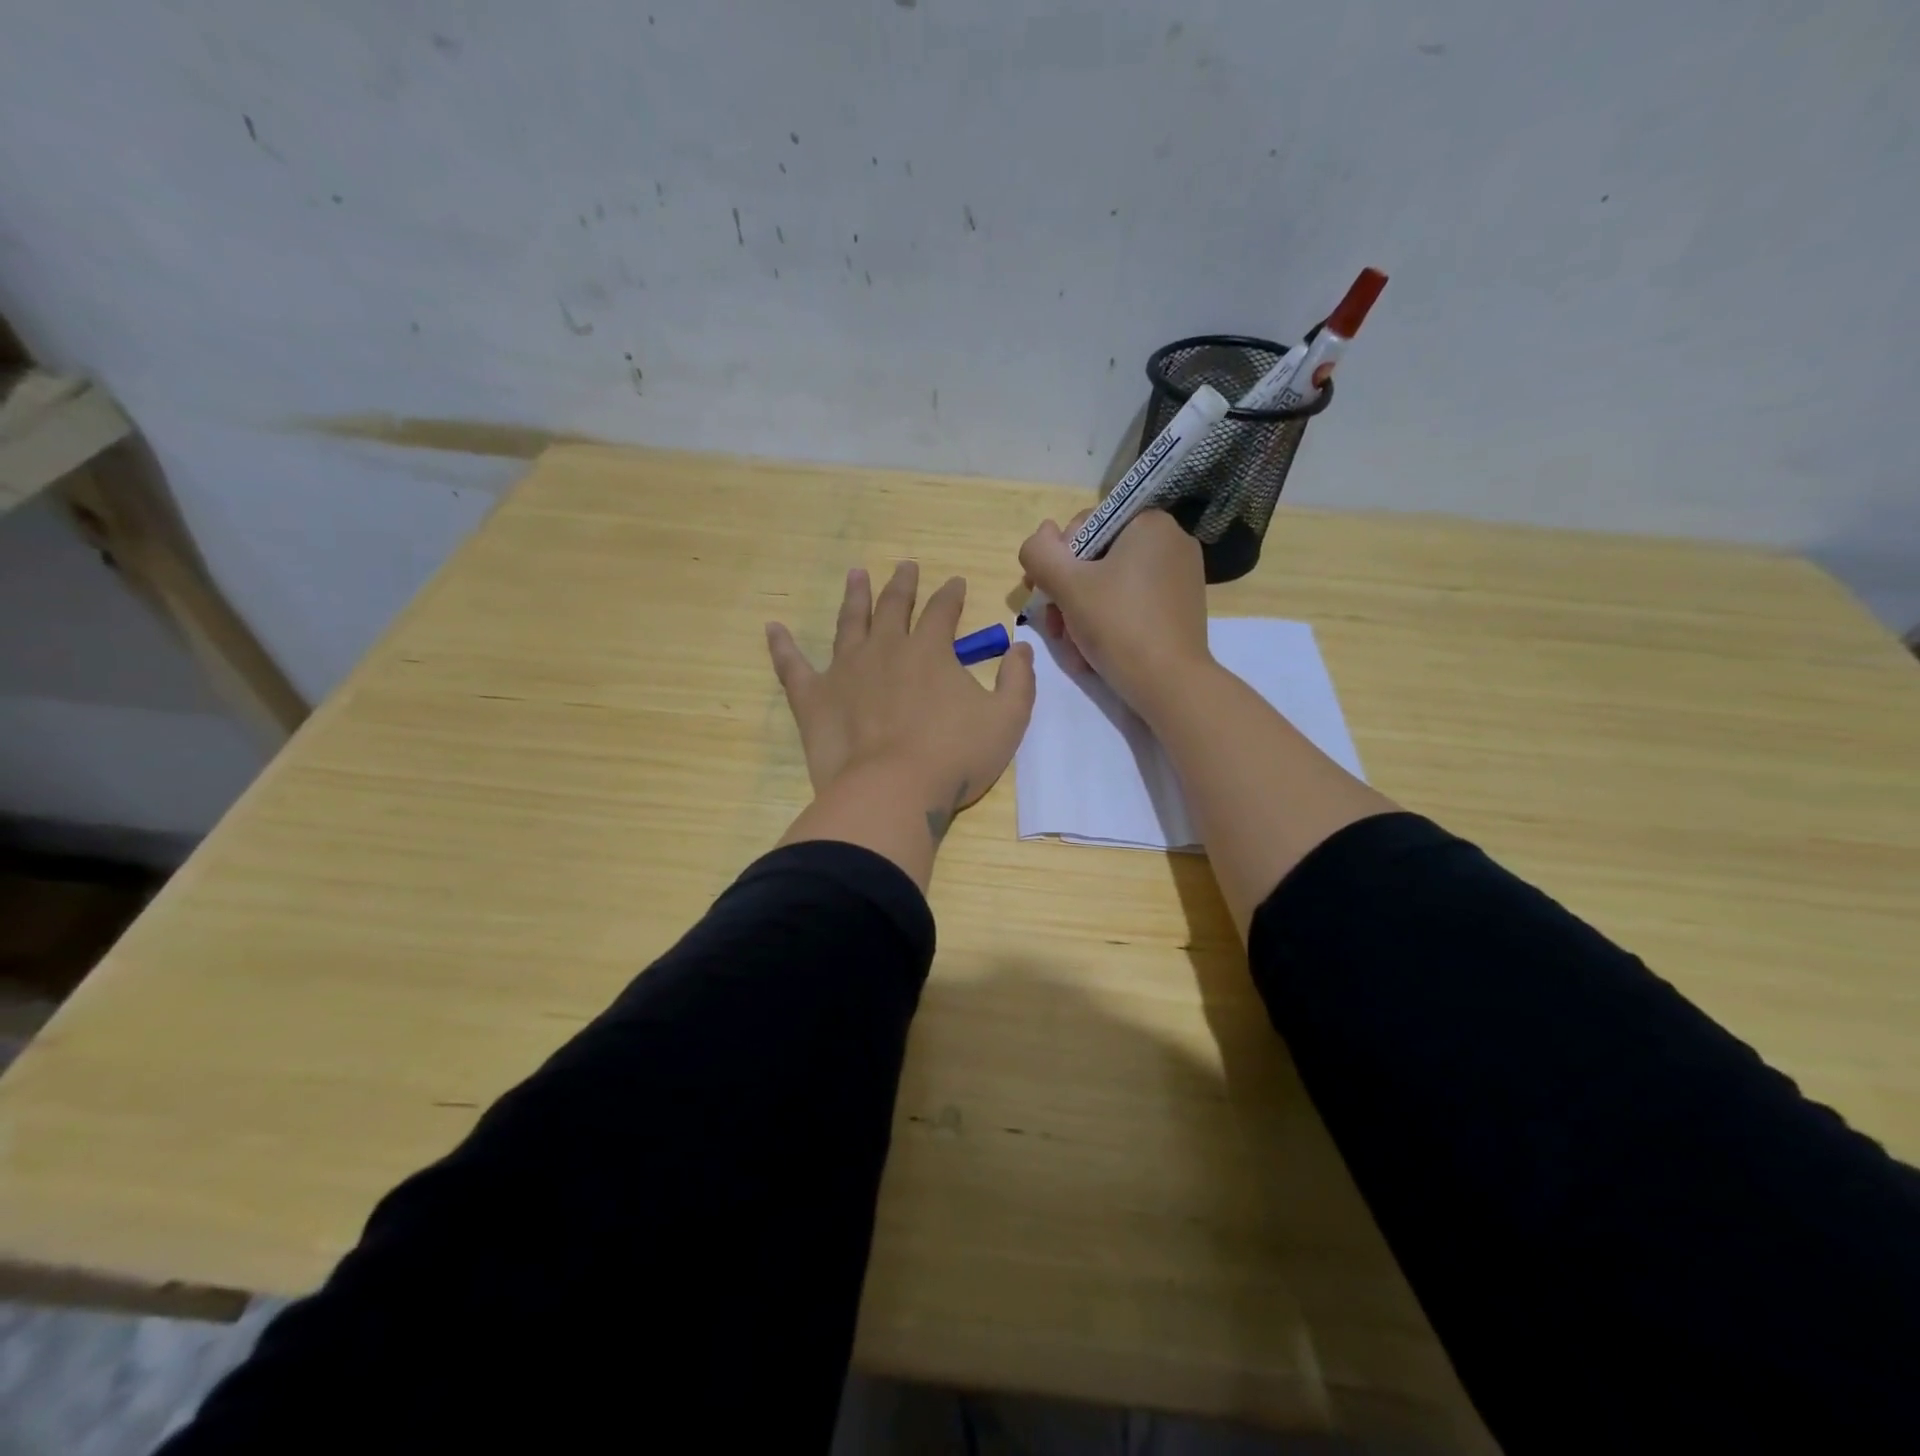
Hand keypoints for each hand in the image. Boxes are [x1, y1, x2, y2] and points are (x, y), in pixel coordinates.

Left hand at [767, 562, 1035, 872]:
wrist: (892, 792)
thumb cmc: (955, 757)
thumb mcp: (1008, 719)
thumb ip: (1018, 680)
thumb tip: (1020, 648)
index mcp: (930, 652)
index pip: (942, 612)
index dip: (950, 595)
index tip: (954, 582)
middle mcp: (885, 650)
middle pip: (894, 606)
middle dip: (902, 585)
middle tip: (905, 566)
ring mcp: (845, 671)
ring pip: (849, 624)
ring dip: (854, 597)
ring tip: (856, 575)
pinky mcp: (814, 699)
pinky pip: (792, 666)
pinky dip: (782, 646)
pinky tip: (772, 628)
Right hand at [1017, 509, 1211, 719]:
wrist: (1170, 684)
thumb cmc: (1119, 626)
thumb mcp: (1067, 585)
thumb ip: (1040, 553)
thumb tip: (1041, 536)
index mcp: (1149, 523)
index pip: (1084, 526)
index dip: (1056, 560)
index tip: (1043, 594)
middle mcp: (1170, 541)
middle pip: (1096, 559)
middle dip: (1067, 594)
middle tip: (1054, 627)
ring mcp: (1179, 576)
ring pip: (1110, 586)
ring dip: (1081, 614)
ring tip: (1071, 646)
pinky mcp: (1180, 608)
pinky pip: (1132, 604)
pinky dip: (1107, 623)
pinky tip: (1092, 651)